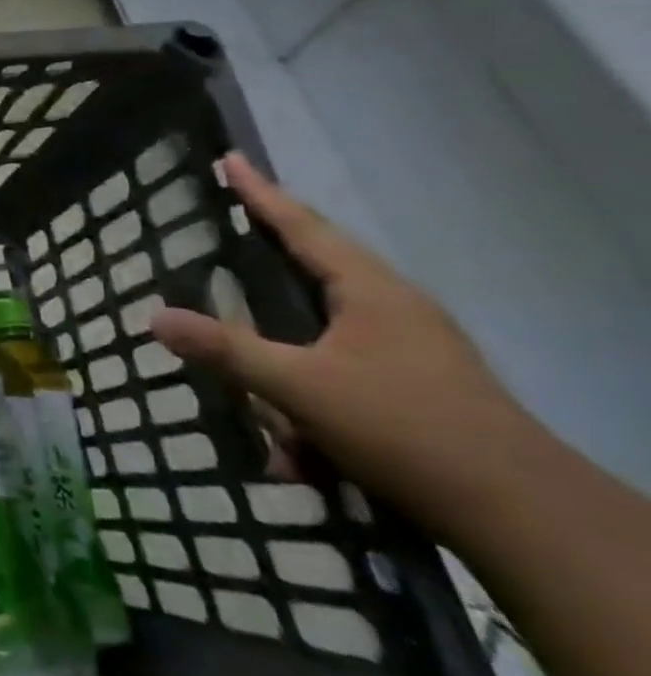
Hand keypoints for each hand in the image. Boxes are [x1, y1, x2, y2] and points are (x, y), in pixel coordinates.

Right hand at [150, 153, 534, 538]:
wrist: (521, 515)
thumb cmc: (405, 428)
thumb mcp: (300, 388)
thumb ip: (226, 350)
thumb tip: (154, 318)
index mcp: (372, 291)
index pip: (304, 227)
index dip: (261, 193)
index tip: (230, 159)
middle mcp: (395, 308)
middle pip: (318, 266)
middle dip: (270, 258)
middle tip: (229, 234)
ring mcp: (412, 347)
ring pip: (326, 328)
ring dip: (285, 359)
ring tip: (258, 392)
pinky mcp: (417, 386)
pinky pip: (342, 369)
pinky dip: (309, 398)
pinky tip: (297, 452)